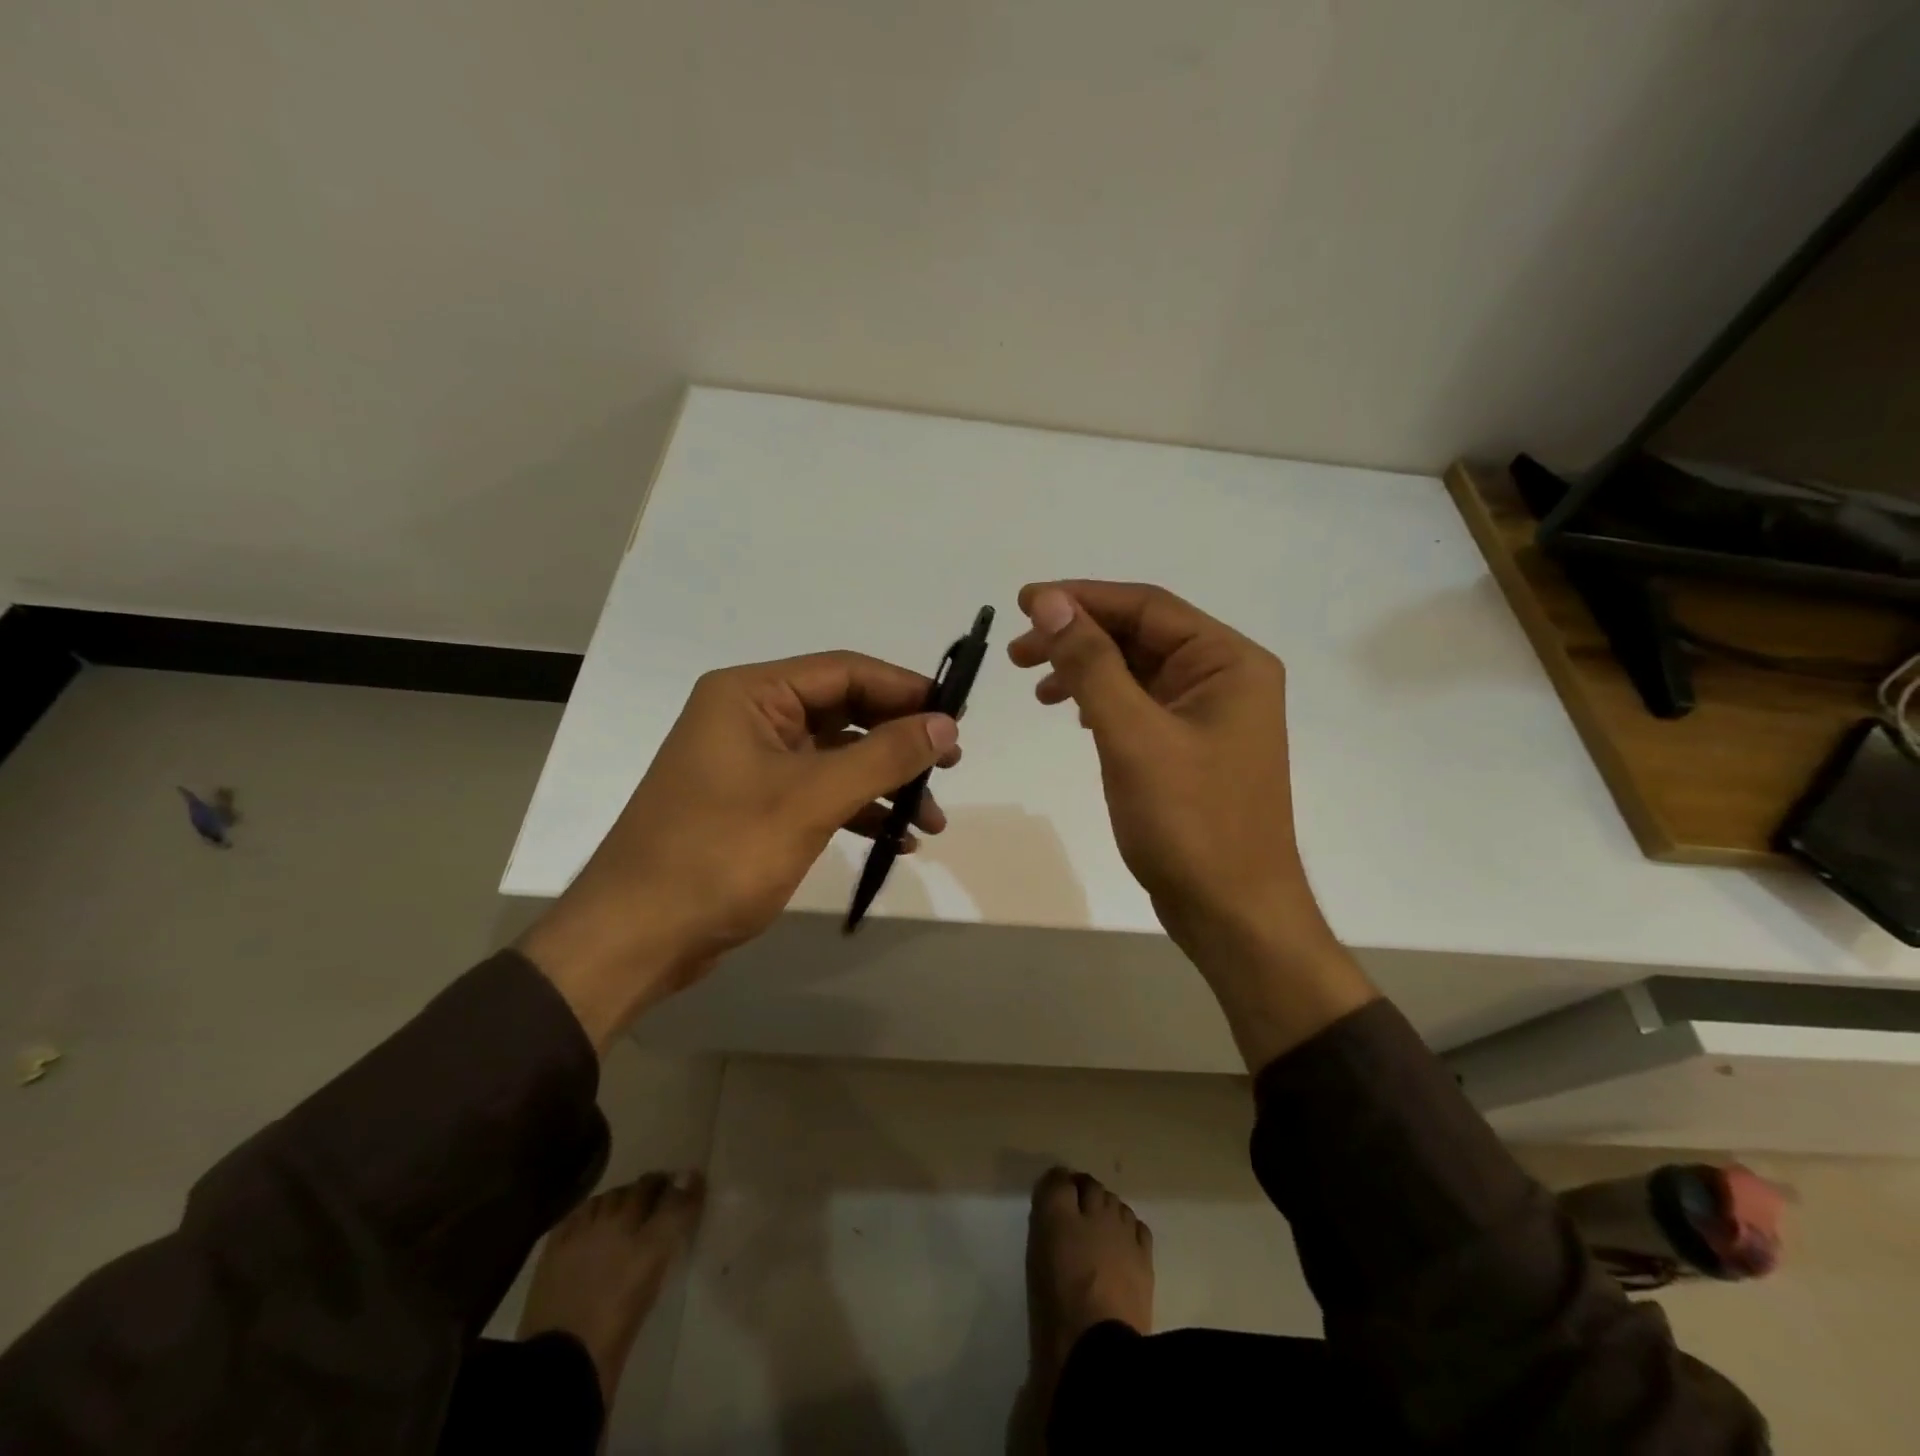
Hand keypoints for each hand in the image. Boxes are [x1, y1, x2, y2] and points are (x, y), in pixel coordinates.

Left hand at [518, 652, 959, 1049]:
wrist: (637, 936)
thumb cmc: (720, 853)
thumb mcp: (811, 799)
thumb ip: (884, 757)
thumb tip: (946, 724)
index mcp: (751, 695)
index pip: (844, 672)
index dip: (905, 689)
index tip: (956, 716)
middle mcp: (749, 718)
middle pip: (844, 713)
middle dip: (899, 742)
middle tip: (950, 766)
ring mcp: (751, 764)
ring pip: (836, 757)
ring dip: (885, 783)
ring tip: (930, 820)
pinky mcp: (754, 806)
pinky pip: (819, 792)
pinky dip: (858, 810)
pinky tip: (895, 840)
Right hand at [1008, 581, 1373, 1067]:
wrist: (1232, 913)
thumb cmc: (1189, 823)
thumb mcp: (1132, 735)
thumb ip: (1091, 663)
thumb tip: (1051, 602)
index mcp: (1228, 661)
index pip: (1147, 607)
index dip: (1081, 598)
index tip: (1023, 603)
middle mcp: (1225, 678)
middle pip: (1141, 635)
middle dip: (1078, 637)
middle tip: (1018, 653)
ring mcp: (1210, 715)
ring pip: (1137, 671)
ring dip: (1086, 670)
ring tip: (1036, 686)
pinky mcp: (1192, 748)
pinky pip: (1141, 705)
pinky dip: (1102, 702)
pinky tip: (1073, 715)